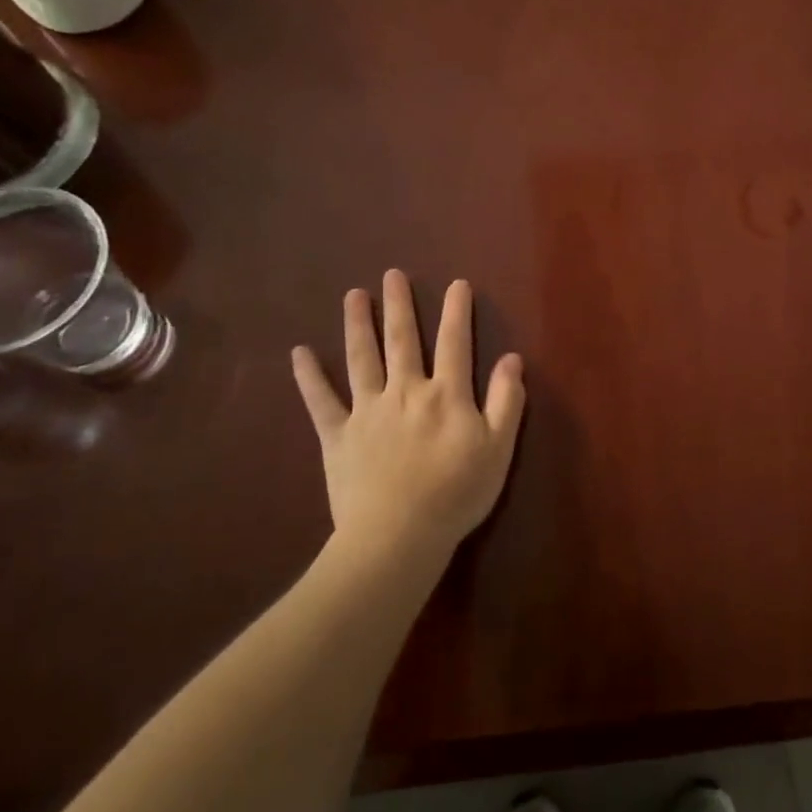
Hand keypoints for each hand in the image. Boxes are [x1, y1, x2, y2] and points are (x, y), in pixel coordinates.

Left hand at [291, 270, 525, 557]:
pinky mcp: (338, 436)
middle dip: (398, 306)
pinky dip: (309, 377)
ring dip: (357, 325)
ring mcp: (367, 411)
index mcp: (446, 395)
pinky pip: (320, 401)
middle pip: (402, 341)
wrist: (398, 536)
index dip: (456, 312)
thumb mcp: (498, 449)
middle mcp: (405, 392)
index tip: (456, 284)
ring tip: (353, 296)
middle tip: (392, 275)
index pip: (454, 343)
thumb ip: (506, 401)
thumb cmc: (456, 494)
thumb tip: (512, 359)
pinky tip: (299, 353)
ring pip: (361, 359)